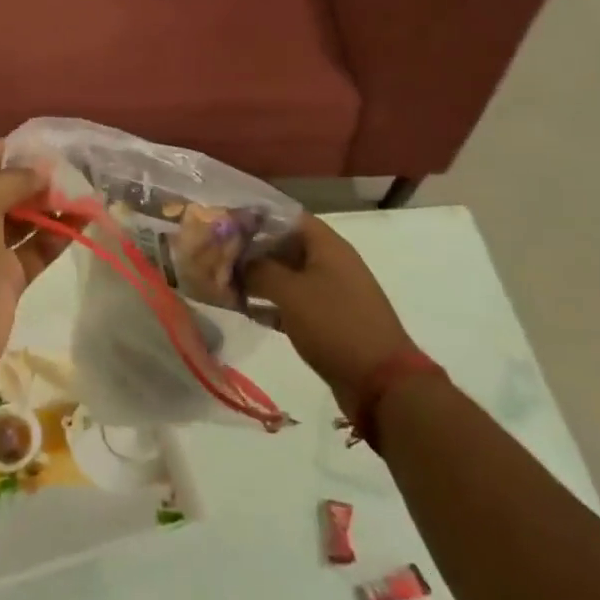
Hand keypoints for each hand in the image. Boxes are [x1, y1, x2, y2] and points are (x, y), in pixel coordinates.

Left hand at [0, 140, 61, 387]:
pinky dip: (57, 235)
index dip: (5, 150)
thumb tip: (42, 169)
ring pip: (21, 219)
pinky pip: (34, 249)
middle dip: (33, 178)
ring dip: (49, 205)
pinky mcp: (5, 280)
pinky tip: (83, 220)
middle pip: (0, 189)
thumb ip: (11, 180)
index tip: (43, 143)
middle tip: (72, 168)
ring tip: (85, 190)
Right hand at [244, 215, 413, 417]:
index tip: (224, 223)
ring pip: (286, 275)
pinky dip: (270, 303)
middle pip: (283, 244)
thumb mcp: (291, 292)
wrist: (382, 384)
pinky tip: (245, 310)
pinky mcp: (327, 320)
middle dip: (251, 249)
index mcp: (326, 245)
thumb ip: (259, 270)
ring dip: (257, 278)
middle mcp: (329, 262)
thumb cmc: (335, 325)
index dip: (254, 216)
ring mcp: (330, 292)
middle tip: (217, 255)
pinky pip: (292, 302)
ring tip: (224, 282)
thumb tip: (238, 262)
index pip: (285, 215)